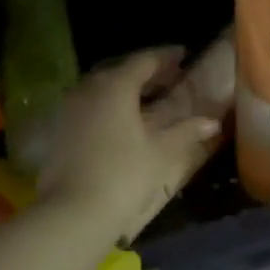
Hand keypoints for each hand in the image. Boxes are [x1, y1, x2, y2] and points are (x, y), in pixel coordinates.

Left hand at [38, 47, 220, 241]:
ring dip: (125, 88)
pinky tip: (121, 122)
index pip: (144, 60)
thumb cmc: (123, 176)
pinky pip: (88, 105)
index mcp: (115, 85)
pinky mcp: (58, 128)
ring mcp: (68, 107)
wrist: (72, 213)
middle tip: (170, 78)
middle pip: (121, 70)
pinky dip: (108, 105)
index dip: (166, 57)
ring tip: (148, 100)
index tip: (183, 55)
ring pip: (101, 87)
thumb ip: (186, 131)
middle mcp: (88, 87)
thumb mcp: (161, 152)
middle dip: (147, 72)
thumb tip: (211, 122)